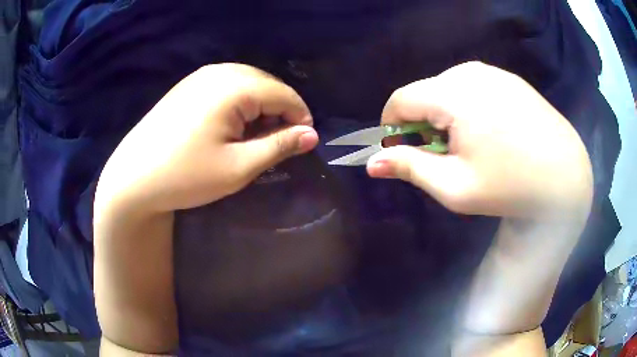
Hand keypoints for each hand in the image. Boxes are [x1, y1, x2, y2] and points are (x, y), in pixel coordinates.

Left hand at [95, 63, 318, 214]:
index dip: (301, 117)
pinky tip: (231, 126)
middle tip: (278, 143)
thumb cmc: (186, 176)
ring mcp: (200, 76)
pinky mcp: (188, 85)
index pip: (284, 94)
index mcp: (234, 86)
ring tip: (255, 137)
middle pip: (267, 85)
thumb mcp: (239, 167)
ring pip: (247, 83)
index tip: (304, 143)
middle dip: (280, 111)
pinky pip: (226, 85)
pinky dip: (239, 103)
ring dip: (260, 107)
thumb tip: (312, 135)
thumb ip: (279, 146)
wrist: (134, 178)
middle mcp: (219, 71)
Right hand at [367, 62, 592, 219]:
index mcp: (454, 93)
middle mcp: (470, 72)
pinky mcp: (510, 79)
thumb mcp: (455, 187)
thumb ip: (410, 168)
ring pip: (450, 88)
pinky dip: (470, 107)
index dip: (392, 126)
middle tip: (443, 156)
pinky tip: (492, 133)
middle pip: (426, 92)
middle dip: (423, 123)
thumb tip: (371, 163)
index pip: (401, 99)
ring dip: (447, 115)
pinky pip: (475, 86)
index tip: (401, 150)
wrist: (565, 177)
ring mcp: (494, 72)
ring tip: (470, 146)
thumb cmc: (510, 187)